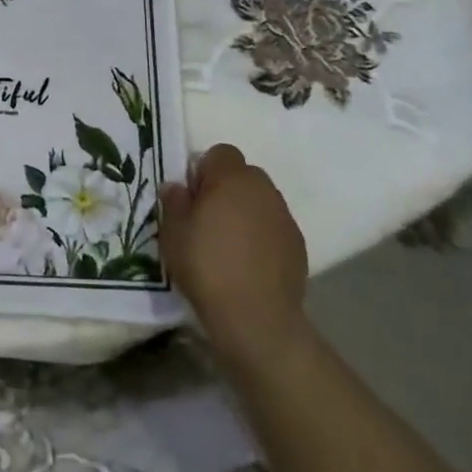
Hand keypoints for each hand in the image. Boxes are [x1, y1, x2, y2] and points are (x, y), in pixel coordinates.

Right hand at [160, 144, 309, 360]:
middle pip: (243, 175)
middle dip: (226, 189)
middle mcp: (263, 189)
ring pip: (260, 201)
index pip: (220, 153)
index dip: (204, 170)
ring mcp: (284, 217)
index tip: (192, 197)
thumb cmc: (207, 266)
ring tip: (227, 244)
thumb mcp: (173, 233)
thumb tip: (177, 187)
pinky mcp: (297, 245)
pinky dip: (261, 236)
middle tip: (206, 219)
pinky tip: (247, 263)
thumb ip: (174, 202)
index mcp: (232, 178)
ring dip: (245, 212)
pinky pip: (273, 227)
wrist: (256, 318)